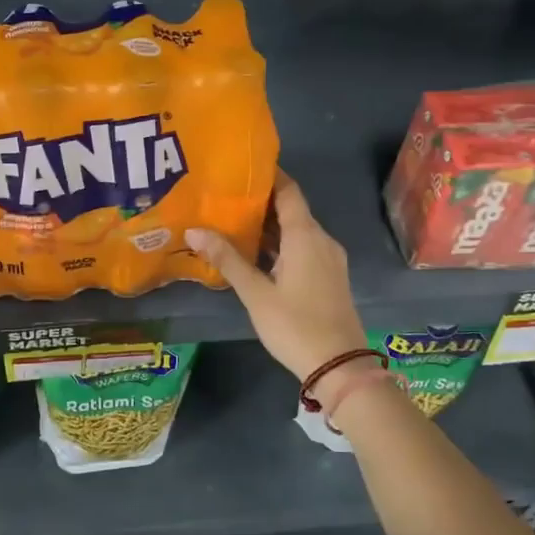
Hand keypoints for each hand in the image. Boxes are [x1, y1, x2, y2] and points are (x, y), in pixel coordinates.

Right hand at [187, 172, 369, 383]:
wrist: (340, 366)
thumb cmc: (295, 325)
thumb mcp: (256, 293)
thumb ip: (227, 260)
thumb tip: (194, 230)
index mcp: (306, 236)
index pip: (289, 191)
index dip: (269, 176)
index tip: (241, 167)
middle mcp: (321, 240)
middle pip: (292, 209)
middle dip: (261, 202)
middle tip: (225, 196)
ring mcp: (329, 259)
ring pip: (297, 231)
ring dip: (269, 226)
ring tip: (233, 222)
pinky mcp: (329, 277)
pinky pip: (303, 248)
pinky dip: (280, 244)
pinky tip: (256, 253)